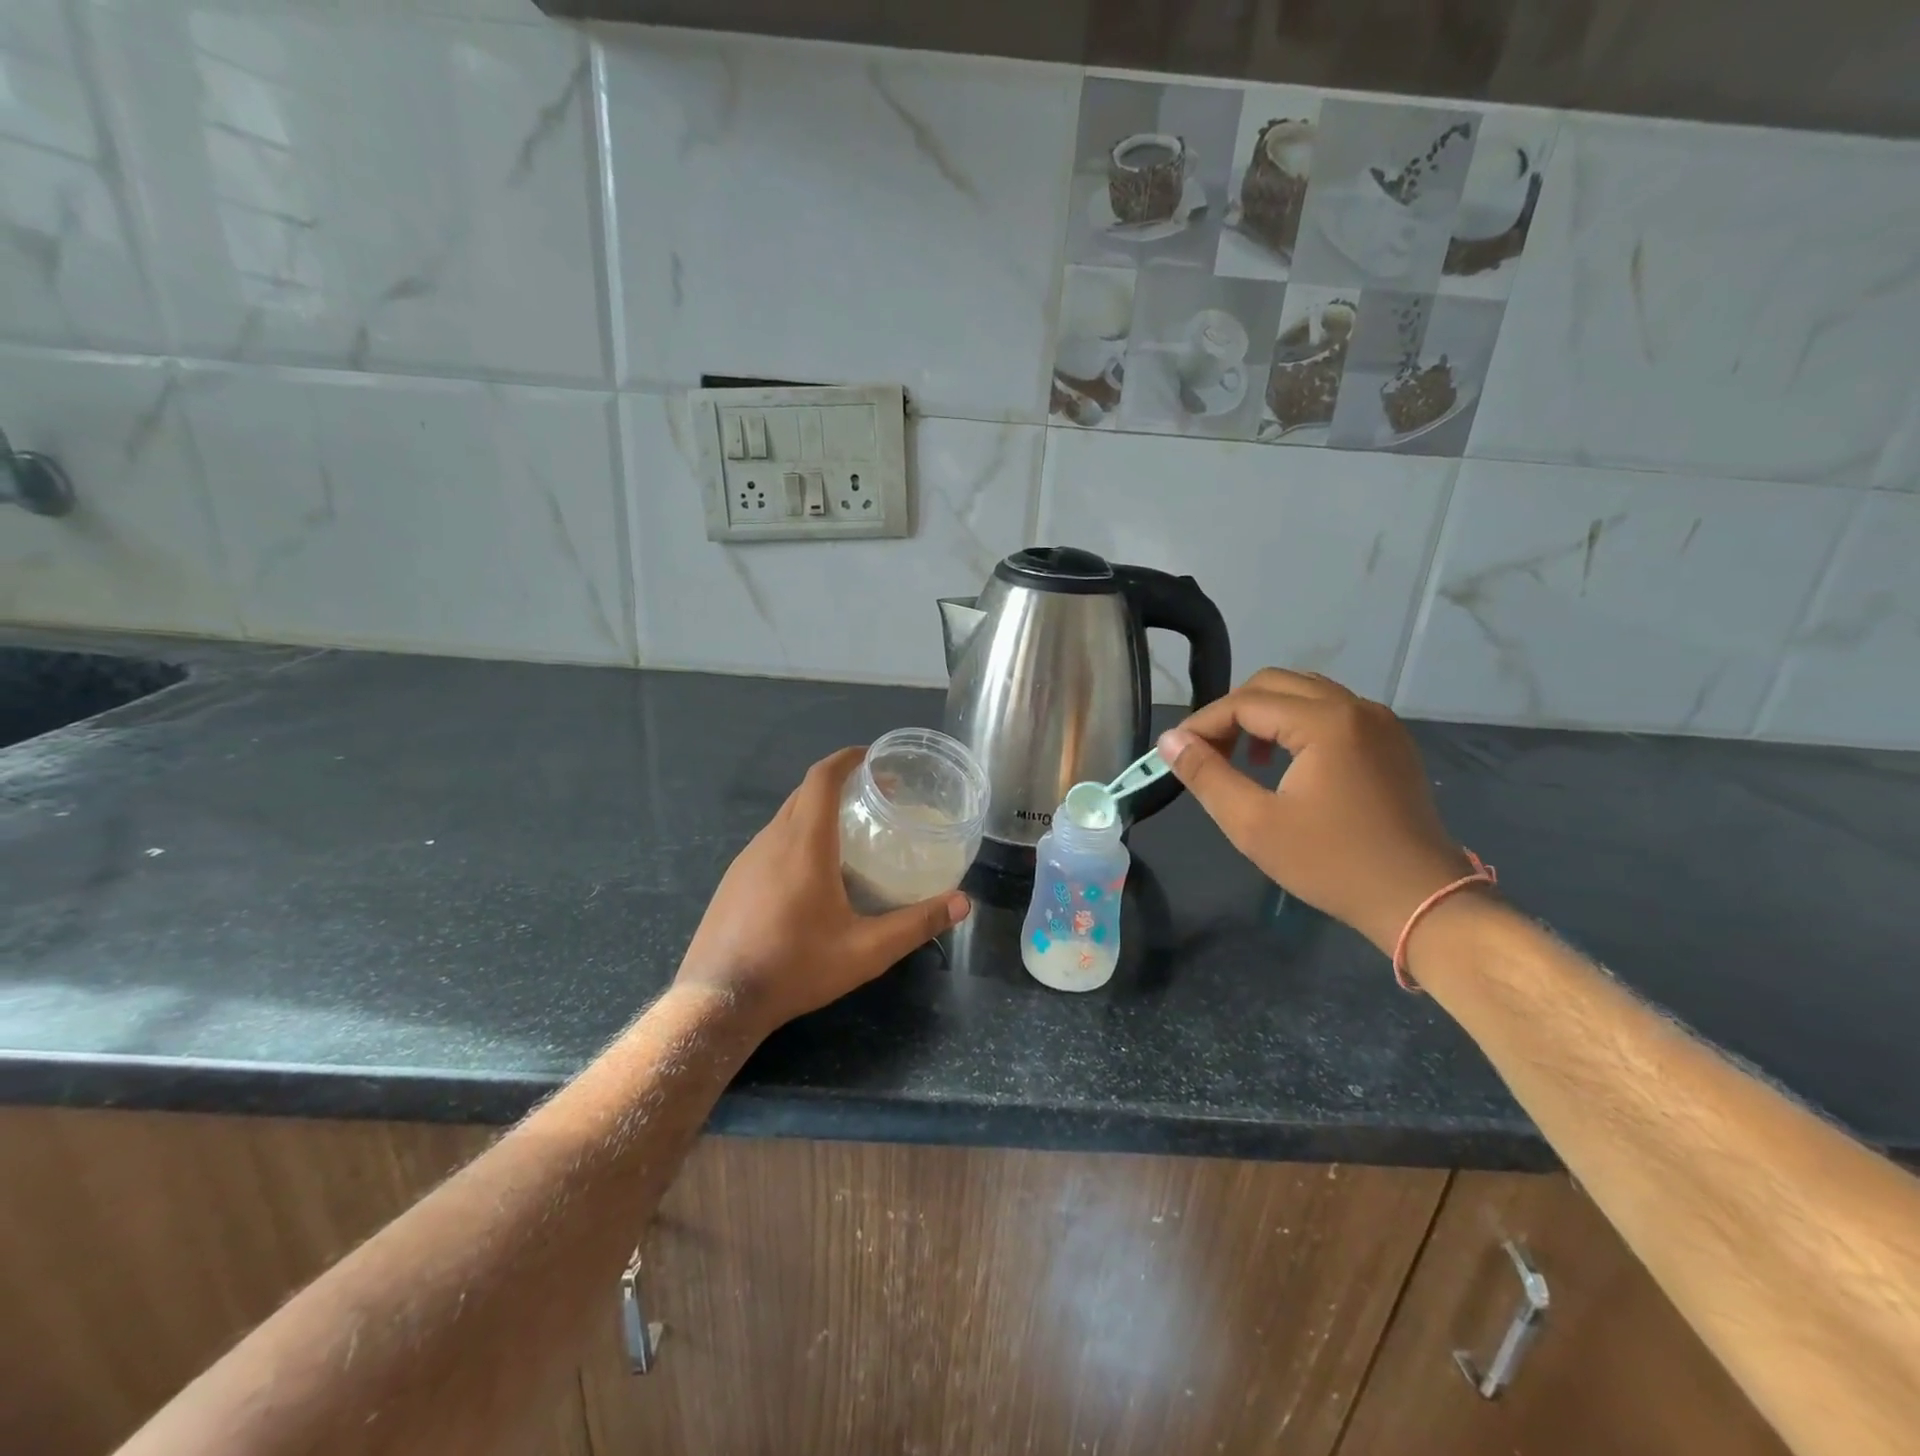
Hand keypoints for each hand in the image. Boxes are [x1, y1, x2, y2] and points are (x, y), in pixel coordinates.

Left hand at [675, 747, 970, 1034]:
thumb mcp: (865, 951)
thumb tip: (963, 903)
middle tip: (876, 797)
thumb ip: (916, 924)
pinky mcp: (733, 879)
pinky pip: (770, 840)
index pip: (822, 778)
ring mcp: (746, 859)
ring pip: (786, 816)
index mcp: (804, 844)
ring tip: (850, 832)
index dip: (848, 759)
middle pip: (805, 792)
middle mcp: (772, 840)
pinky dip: (797, 834)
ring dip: (817, 810)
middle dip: (840, 783)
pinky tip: (812, 871)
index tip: (874, 758)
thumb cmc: (795, 968)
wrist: (717, 1000)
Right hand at [1159, 669, 1474, 955]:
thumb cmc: (1331, 863)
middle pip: (1274, 684)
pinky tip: (1285, 762)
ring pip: (1304, 692)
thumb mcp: (1254, 824)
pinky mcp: (1390, 741)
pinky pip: (1332, 710)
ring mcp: (1379, 721)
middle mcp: (1355, 707)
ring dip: (1264, 714)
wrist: (1420, 900)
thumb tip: (1170, 741)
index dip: (1203, 724)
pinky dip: (1297, 722)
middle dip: (1232, 712)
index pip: (1245, 702)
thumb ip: (1207, 775)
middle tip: (1208, 753)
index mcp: (1325, 722)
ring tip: (1243, 757)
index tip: (1176, 753)